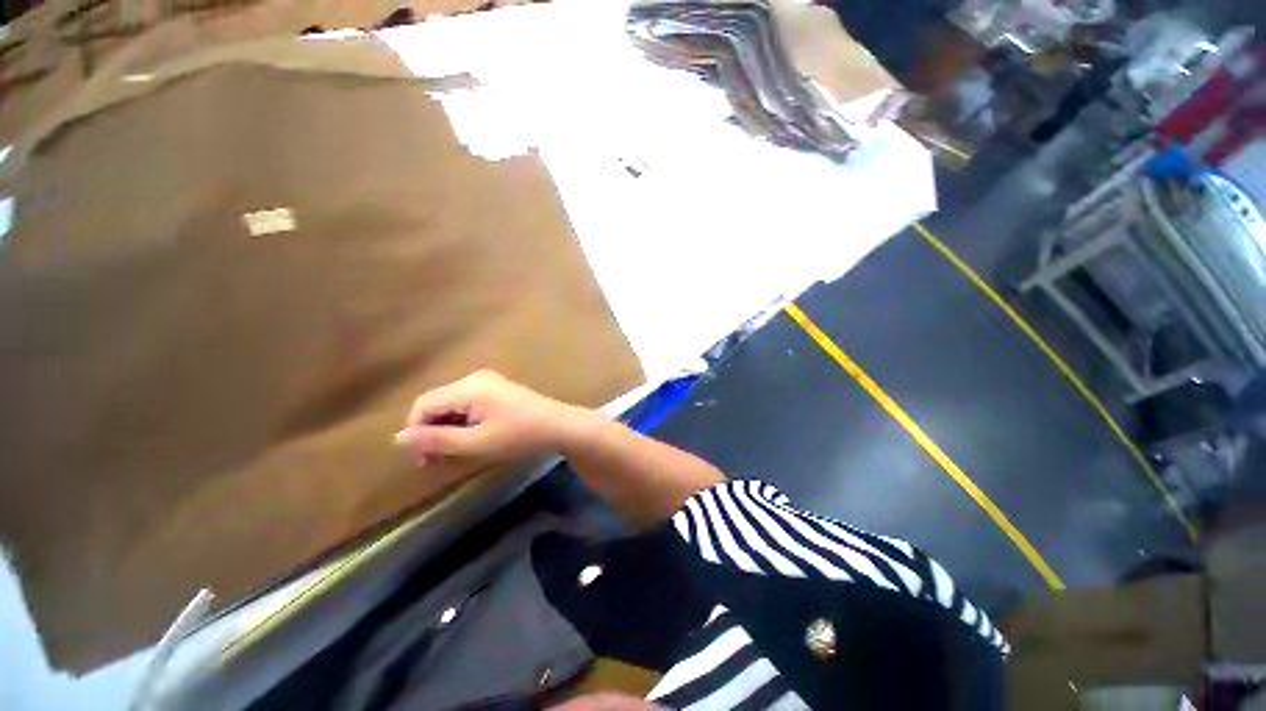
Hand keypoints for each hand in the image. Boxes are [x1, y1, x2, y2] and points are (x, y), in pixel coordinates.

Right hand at [395, 370, 585, 464]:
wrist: (560, 426)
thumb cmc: (519, 436)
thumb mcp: (476, 443)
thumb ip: (437, 441)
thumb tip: (399, 437)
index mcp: (467, 388)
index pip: (423, 404)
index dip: (416, 431)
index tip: (424, 459)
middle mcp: (475, 378)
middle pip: (438, 403)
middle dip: (433, 431)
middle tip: (438, 460)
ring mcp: (489, 382)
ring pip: (454, 404)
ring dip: (449, 428)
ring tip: (455, 453)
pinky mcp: (499, 389)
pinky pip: (470, 403)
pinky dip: (465, 421)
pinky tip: (473, 438)